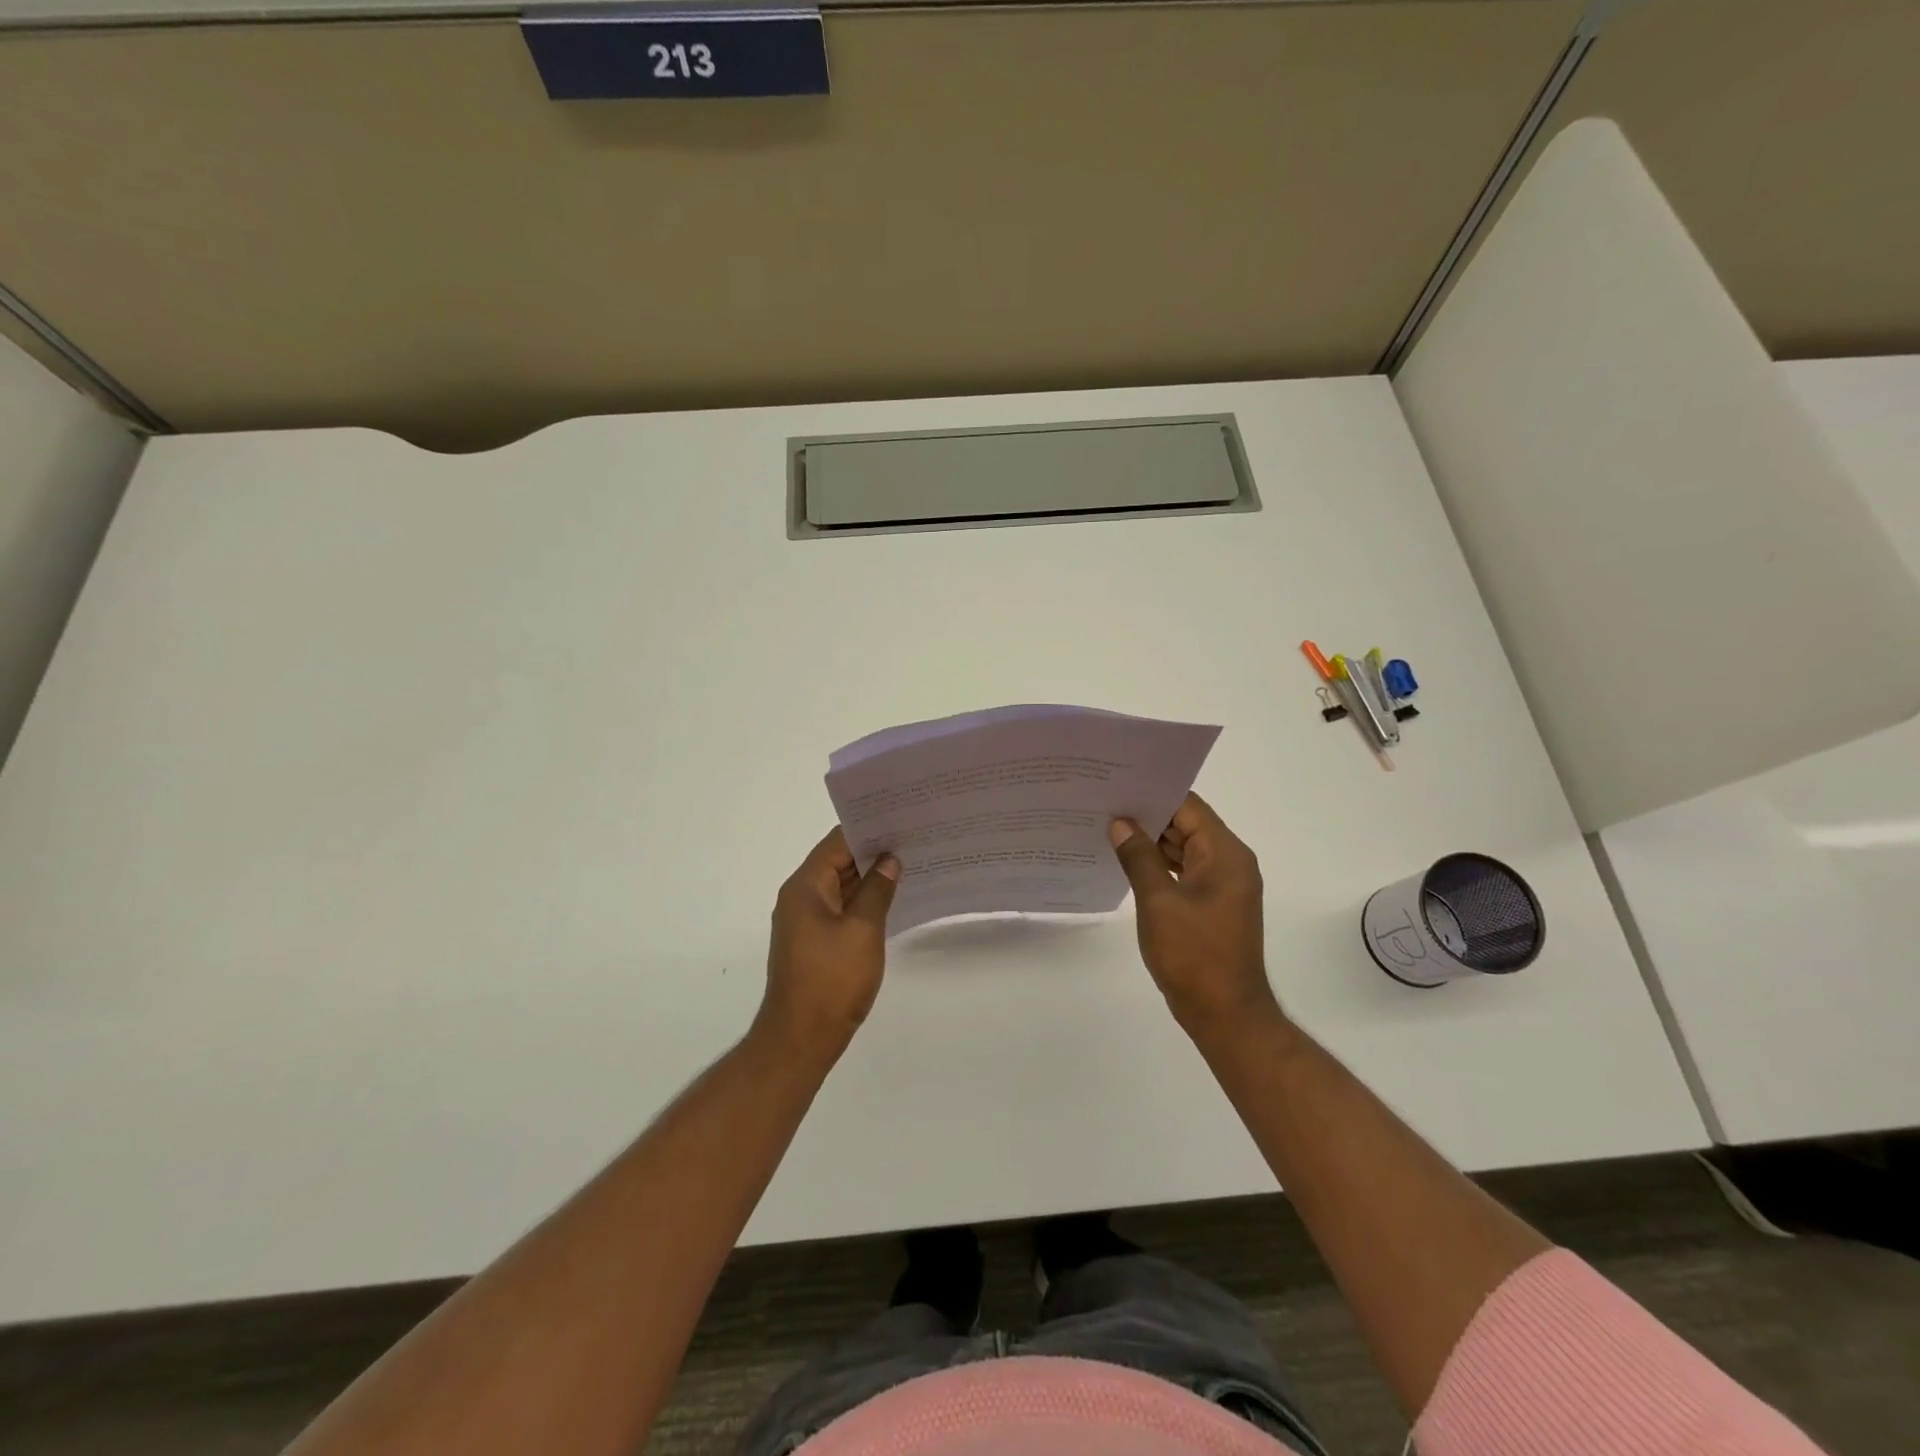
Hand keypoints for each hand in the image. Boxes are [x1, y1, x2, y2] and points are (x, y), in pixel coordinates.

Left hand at [757, 827, 899, 1061]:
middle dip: (873, 852)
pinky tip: (892, 900)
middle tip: (914, 839)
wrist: (801, 1039)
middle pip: (838, 862)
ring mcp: (806, 921)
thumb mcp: (863, 930)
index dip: (868, 829)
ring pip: (841, 886)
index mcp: (805, 887)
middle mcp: (800, 897)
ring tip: (911, 864)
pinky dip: (863, 901)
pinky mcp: (815, 942)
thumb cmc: (832, 980)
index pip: (837, 842)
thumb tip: (890, 860)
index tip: (901, 819)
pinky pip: (841, 909)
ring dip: (870, 878)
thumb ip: (878, 890)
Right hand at [1109, 793, 1280, 1038]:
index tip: (1117, 786)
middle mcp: (1230, 862)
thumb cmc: (1193, 955)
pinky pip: (1185, 871)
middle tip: (1104, 805)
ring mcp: (1223, 885)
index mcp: (1225, 854)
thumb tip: (1120, 823)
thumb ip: (1139, 857)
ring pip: (1184, 848)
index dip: (1153, 794)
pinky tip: (1128, 862)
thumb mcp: (1159, 902)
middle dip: (1148, 816)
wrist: (1225, 1014)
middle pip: (1187, 824)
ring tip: (1108, 829)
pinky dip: (1160, 865)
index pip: (1188, 806)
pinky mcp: (1213, 904)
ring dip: (1151, 842)